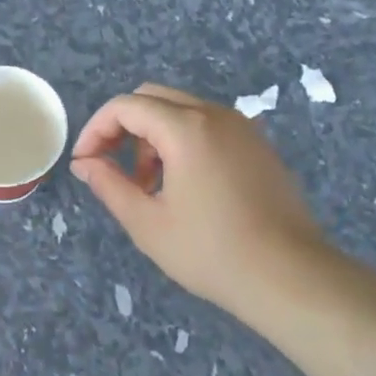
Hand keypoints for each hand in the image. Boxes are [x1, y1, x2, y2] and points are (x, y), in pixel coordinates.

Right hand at [70, 84, 330, 324]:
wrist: (290, 276)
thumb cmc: (211, 252)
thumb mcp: (147, 223)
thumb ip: (109, 184)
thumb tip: (86, 163)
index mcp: (185, 127)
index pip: (125, 106)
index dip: (96, 129)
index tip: (86, 163)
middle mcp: (214, 114)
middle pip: (153, 98)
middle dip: (124, 127)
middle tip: (112, 167)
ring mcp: (241, 127)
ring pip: (181, 110)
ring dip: (153, 135)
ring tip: (149, 184)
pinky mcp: (258, 145)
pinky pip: (208, 125)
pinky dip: (183, 140)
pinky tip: (185, 185)